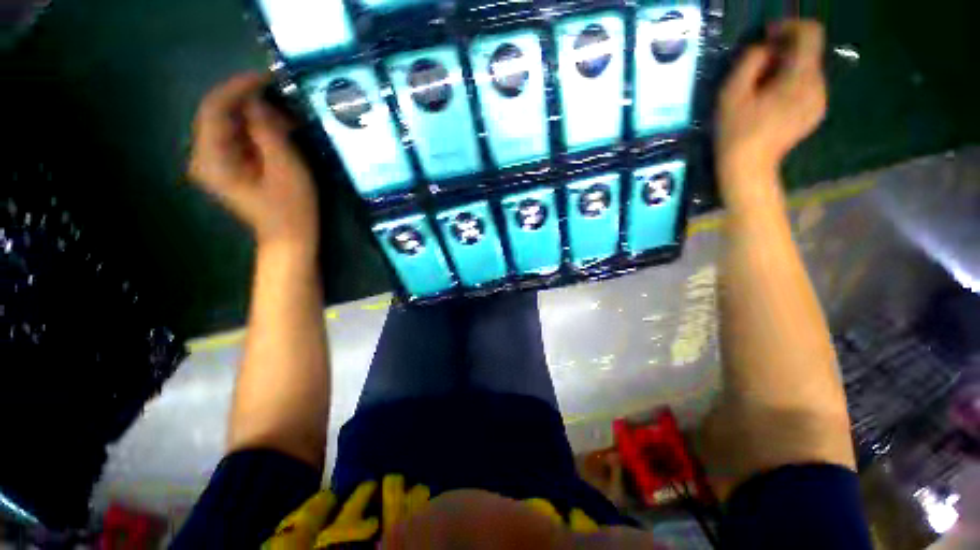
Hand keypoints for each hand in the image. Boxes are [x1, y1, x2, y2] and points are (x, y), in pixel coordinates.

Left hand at [189, 72, 319, 254]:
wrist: (290, 239)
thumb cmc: (291, 209)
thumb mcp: (285, 168)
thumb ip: (268, 131)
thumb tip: (259, 100)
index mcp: (212, 159)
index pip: (214, 108)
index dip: (239, 88)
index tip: (267, 77)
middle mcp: (206, 156)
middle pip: (220, 114)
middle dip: (251, 102)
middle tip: (284, 98)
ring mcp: (217, 163)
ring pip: (231, 125)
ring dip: (258, 115)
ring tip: (289, 116)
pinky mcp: (230, 167)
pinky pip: (239, 138)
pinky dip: (259, 130)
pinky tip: (281, 131)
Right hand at [715, 20, 826, 204]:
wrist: (748, 169)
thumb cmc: (735, 133)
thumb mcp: (732, 93)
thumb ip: (750, 61)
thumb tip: (764, 48)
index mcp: (800, 78)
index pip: (811, 33)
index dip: (790, 27)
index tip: (768, 36)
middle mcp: (818, 85)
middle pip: (808, 52)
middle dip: (784, 52)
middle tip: (757, 70)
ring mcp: (820, 100)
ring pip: (807, 69)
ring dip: (786, 69)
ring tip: (761, 89)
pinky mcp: (816, 112)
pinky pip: (807, 85)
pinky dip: (791, 84)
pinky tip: (771, 102)